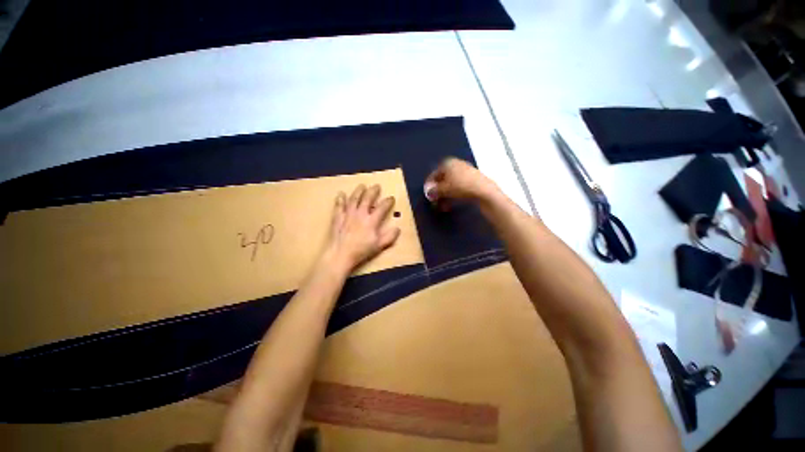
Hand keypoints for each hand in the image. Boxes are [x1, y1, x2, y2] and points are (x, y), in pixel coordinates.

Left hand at [322, 184, 400, 272]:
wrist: (341, 254)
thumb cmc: (361, 250)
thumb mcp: (379, 246)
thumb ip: (389, 237)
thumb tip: (397, 228)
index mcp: (371, 221)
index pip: (382, 207)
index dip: (387, 201)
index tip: (391, 198)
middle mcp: (360, 214)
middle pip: (367, 199)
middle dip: (373, 191)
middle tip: (376, 186)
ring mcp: (348, 214)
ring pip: (354, 199)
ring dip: (358, 191)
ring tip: (362, 186)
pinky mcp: (338, 217)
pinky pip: (339, 206)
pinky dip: (340, 199)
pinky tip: (341, 194)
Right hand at [424, 158, 500, 207]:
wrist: (484, 191)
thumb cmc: (460, 187)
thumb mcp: (444, 189)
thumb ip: (434, 190)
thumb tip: (427, 192)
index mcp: (448, 163)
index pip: (434, 174)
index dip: (430, 185)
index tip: (428, 195)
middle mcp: (456, 164)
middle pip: (443, 179)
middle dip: (438, 191)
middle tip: (435, 201)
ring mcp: (465, 171)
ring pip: (451, 184)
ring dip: (445, 195)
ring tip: (443, 205)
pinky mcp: (472, 179)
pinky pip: (459, 186)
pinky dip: (453, 194)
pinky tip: (452, 203)